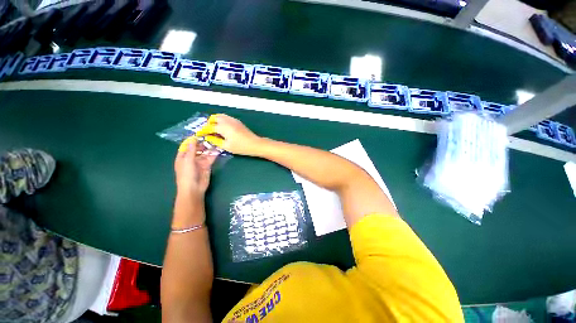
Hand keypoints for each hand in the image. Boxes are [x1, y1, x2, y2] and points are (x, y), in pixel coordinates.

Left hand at [174, 137, 217, 197]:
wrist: (194, 188)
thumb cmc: (187, 174)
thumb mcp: (188, 161)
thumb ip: (191, 150)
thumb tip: (193, 138)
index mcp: (182, 157)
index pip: (187, 146)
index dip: (192, 140)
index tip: (199, 133)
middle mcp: (191, 158)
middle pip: (197, 148)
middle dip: (202, 143)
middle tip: (210, 137)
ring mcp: (199, 162)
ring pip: (205, 153)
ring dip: (209, 148)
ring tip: (215, 141)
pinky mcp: (207, 166)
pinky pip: (211, 158)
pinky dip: (214, 154)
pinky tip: (218, 149)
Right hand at [195, 114, 262, 155]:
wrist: (255, 144)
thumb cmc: (241, 147)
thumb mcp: (226, 146)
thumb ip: (215, 141)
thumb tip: (207, 137)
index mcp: (223, 127)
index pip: (209, 127)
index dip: (203, 131)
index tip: (198, 134)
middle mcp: (227, 121)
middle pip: (214, 118)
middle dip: (208, 123)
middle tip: (207, 131)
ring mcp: (233, 120)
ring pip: (220, 116)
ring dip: (214, 121)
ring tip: (214, 129)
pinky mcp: (237, 121)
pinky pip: (226, 117)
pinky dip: (221, 120)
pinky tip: (222, 128)